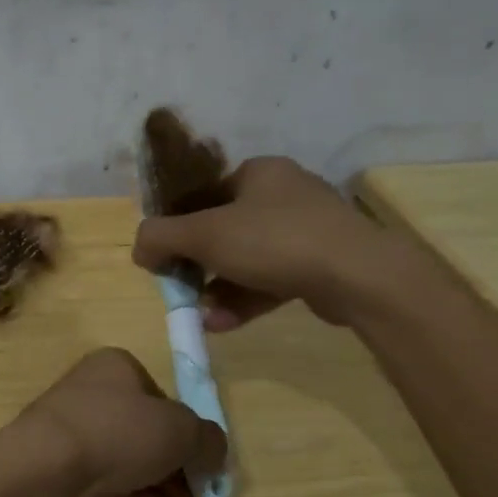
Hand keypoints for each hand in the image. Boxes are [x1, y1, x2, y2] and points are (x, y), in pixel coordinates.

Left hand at [15, 349, 227, 496]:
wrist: (44, 468)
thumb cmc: (117, 431)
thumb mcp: (182, 430)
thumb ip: (208, 440)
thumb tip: (213, 454)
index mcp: (117, 367)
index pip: (163, 398)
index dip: (189, 432)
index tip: (206, 466)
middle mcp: (91, 392)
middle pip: (146, 433)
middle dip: (178, 471)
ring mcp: (71, 430)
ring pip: (128, 461)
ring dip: (162, 492)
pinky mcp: (58, 466)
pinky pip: (106, 482)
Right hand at [132, 155, 426, 328]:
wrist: (358, 275)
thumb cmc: (274, 240)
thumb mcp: (204, 234)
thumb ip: (160, 237)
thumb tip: (139, 248)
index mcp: (259, 172)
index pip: (206, 195)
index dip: (180, 227)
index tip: (166, 259)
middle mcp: (284, 194)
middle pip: (225, 230)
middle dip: (199, 266)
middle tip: (182, 290)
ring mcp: (307, 230)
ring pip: (247, 260)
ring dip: (219, 289)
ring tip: (201, 316)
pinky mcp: (321, 264)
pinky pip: (272, 280)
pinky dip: (245, 300)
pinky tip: (222, 324)